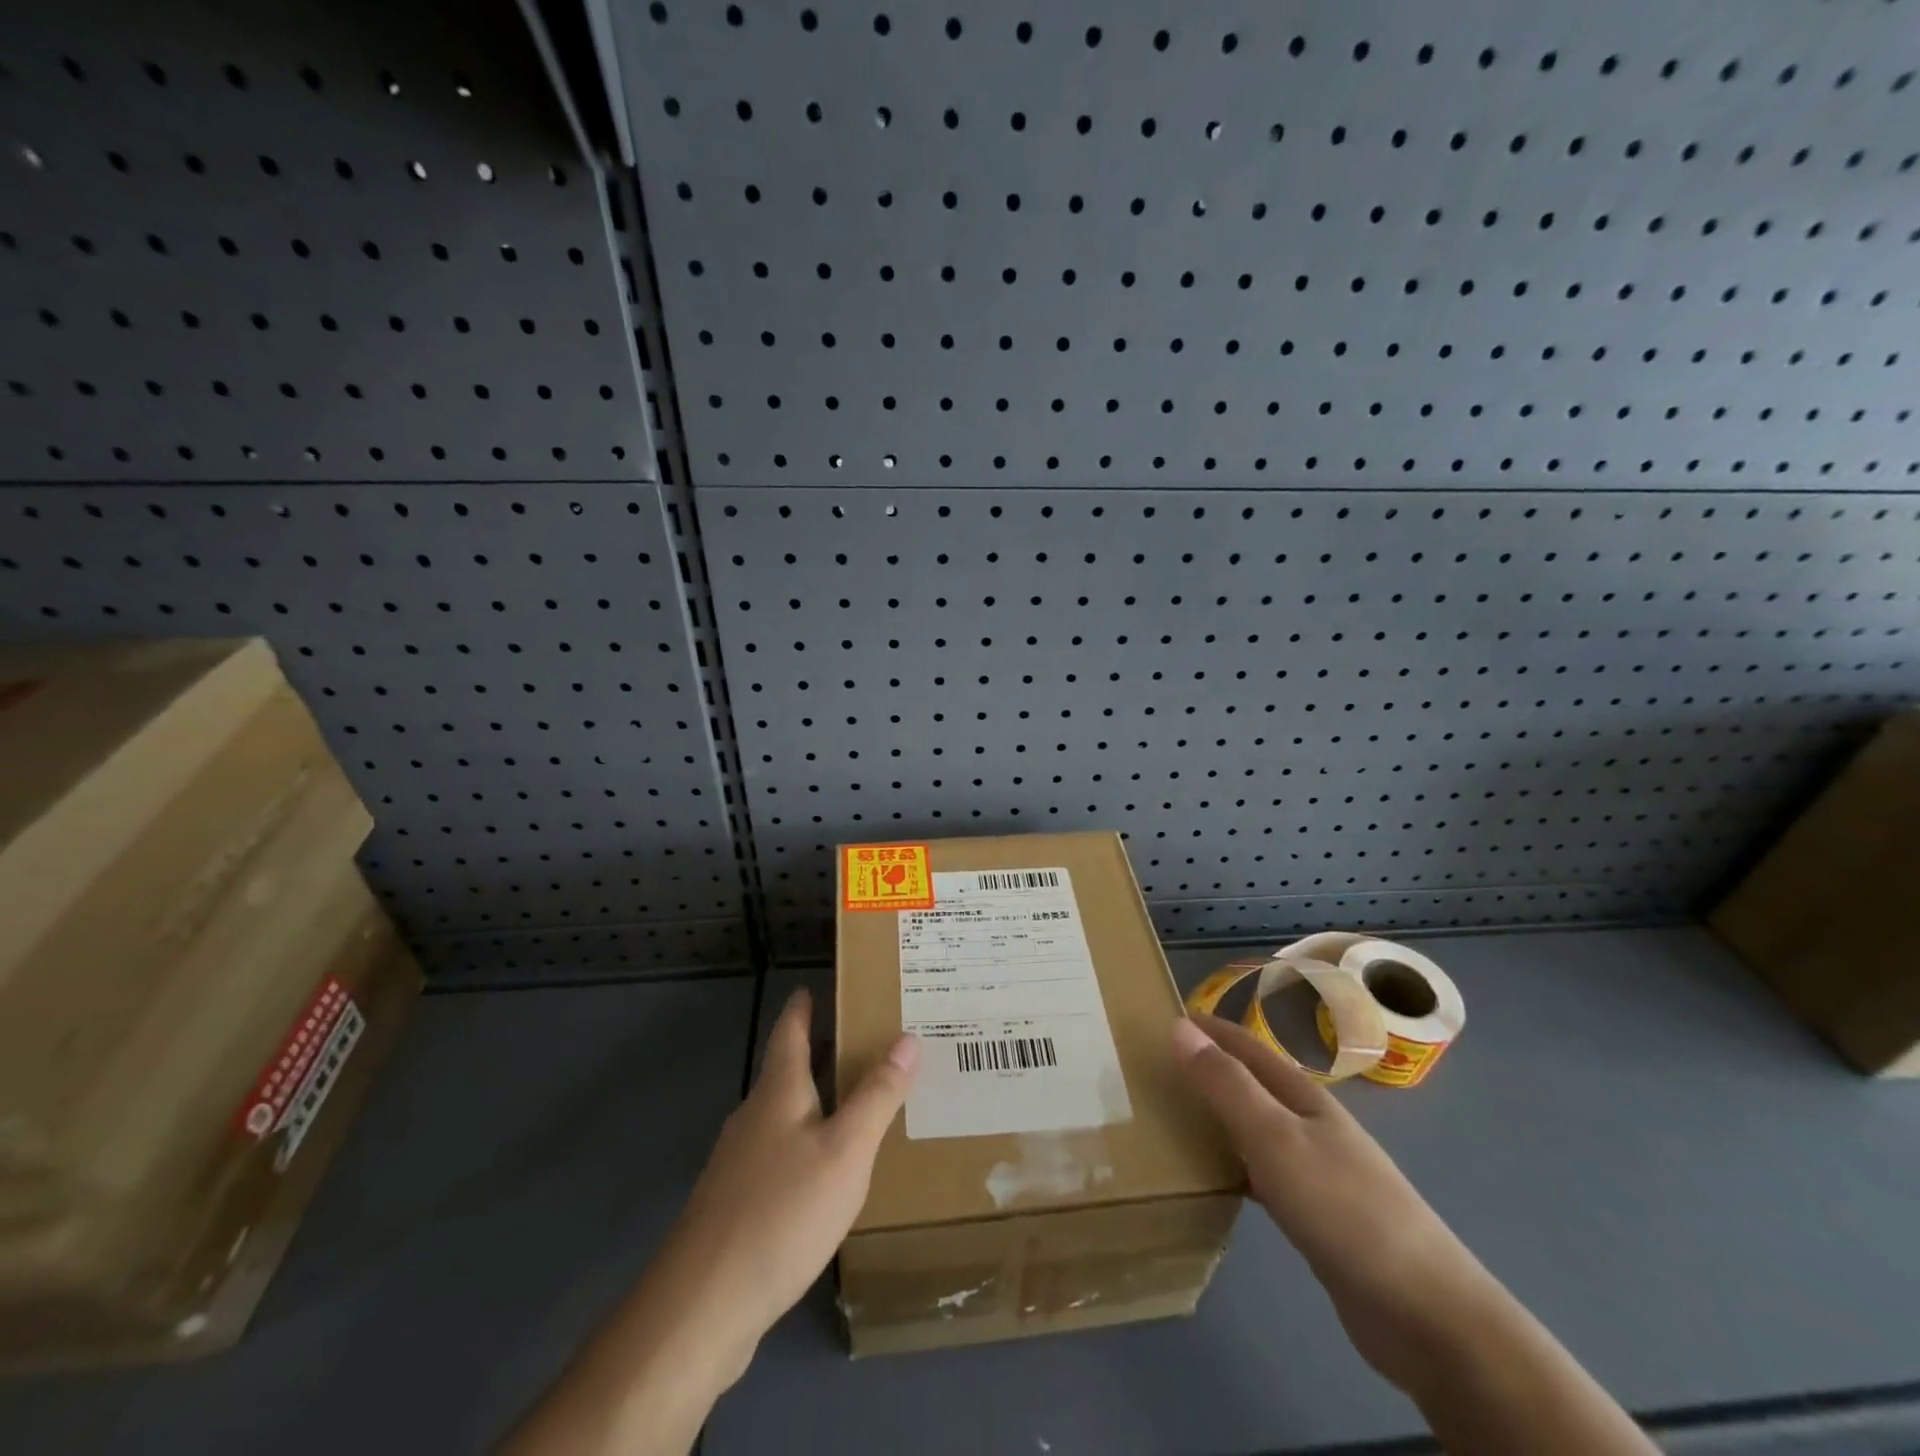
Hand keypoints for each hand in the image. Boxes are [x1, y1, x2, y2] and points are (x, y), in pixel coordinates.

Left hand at [669, 986, 919, 1358]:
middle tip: (863, 1045)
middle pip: (786, 1072)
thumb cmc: (781, 1213)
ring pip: (783, 1117)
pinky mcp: (734, 1205)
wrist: (701, 1307)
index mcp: (778, 1093)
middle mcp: (753, 1117)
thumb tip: (908, 1037)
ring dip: (814, 1103)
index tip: (814, 986)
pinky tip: (824, 1175)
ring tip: (854, 1105)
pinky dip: (805, 1146)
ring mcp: (738, 1164)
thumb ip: (877, 1095)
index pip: (789, 1031)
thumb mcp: (845, 1151)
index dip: (802, 1007)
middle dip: (818, 1054)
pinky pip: (777, 1156)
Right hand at [1170, 1013, 1487, 1388]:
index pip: (1247, 1046)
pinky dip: (1235, 1163)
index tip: (1164, 1016)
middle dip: (1209, 1068)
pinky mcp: (1318, 1215)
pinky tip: (1216, 1179)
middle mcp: (1311, 1124)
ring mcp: (1319, 1170)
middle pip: (1252, 1083)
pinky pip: (1263, 1171)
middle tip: (1156, 1067)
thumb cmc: (1343, 1208)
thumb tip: (1179, 1026)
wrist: (1424, 1312)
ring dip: (1219, 1115)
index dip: (1209, 1029)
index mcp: (1303, 1096)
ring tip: (1173, 1114)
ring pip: (1256, 1126)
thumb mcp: (1274, 1137)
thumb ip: (1226, 1084)